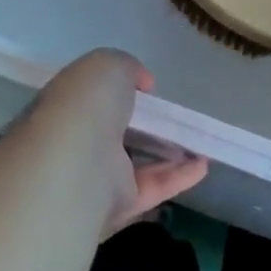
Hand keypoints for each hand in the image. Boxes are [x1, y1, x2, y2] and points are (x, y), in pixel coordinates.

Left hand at [23, 50, 208, 239]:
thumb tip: (142, 84)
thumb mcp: (109, 65)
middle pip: (113, 133)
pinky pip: (152, 188)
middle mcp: (77, 141)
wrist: (75, 163)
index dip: (115, 91)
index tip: (144, 88)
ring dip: (166, 153)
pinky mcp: (117, 206)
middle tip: (170, 117)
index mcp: (67, 104)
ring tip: (197, 141)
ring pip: (135, 164)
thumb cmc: (87, 103)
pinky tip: (203, 164)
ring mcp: (96, 176)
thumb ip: (128, 69)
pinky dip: (179, 177)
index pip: (90, 98)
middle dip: (140, 125)